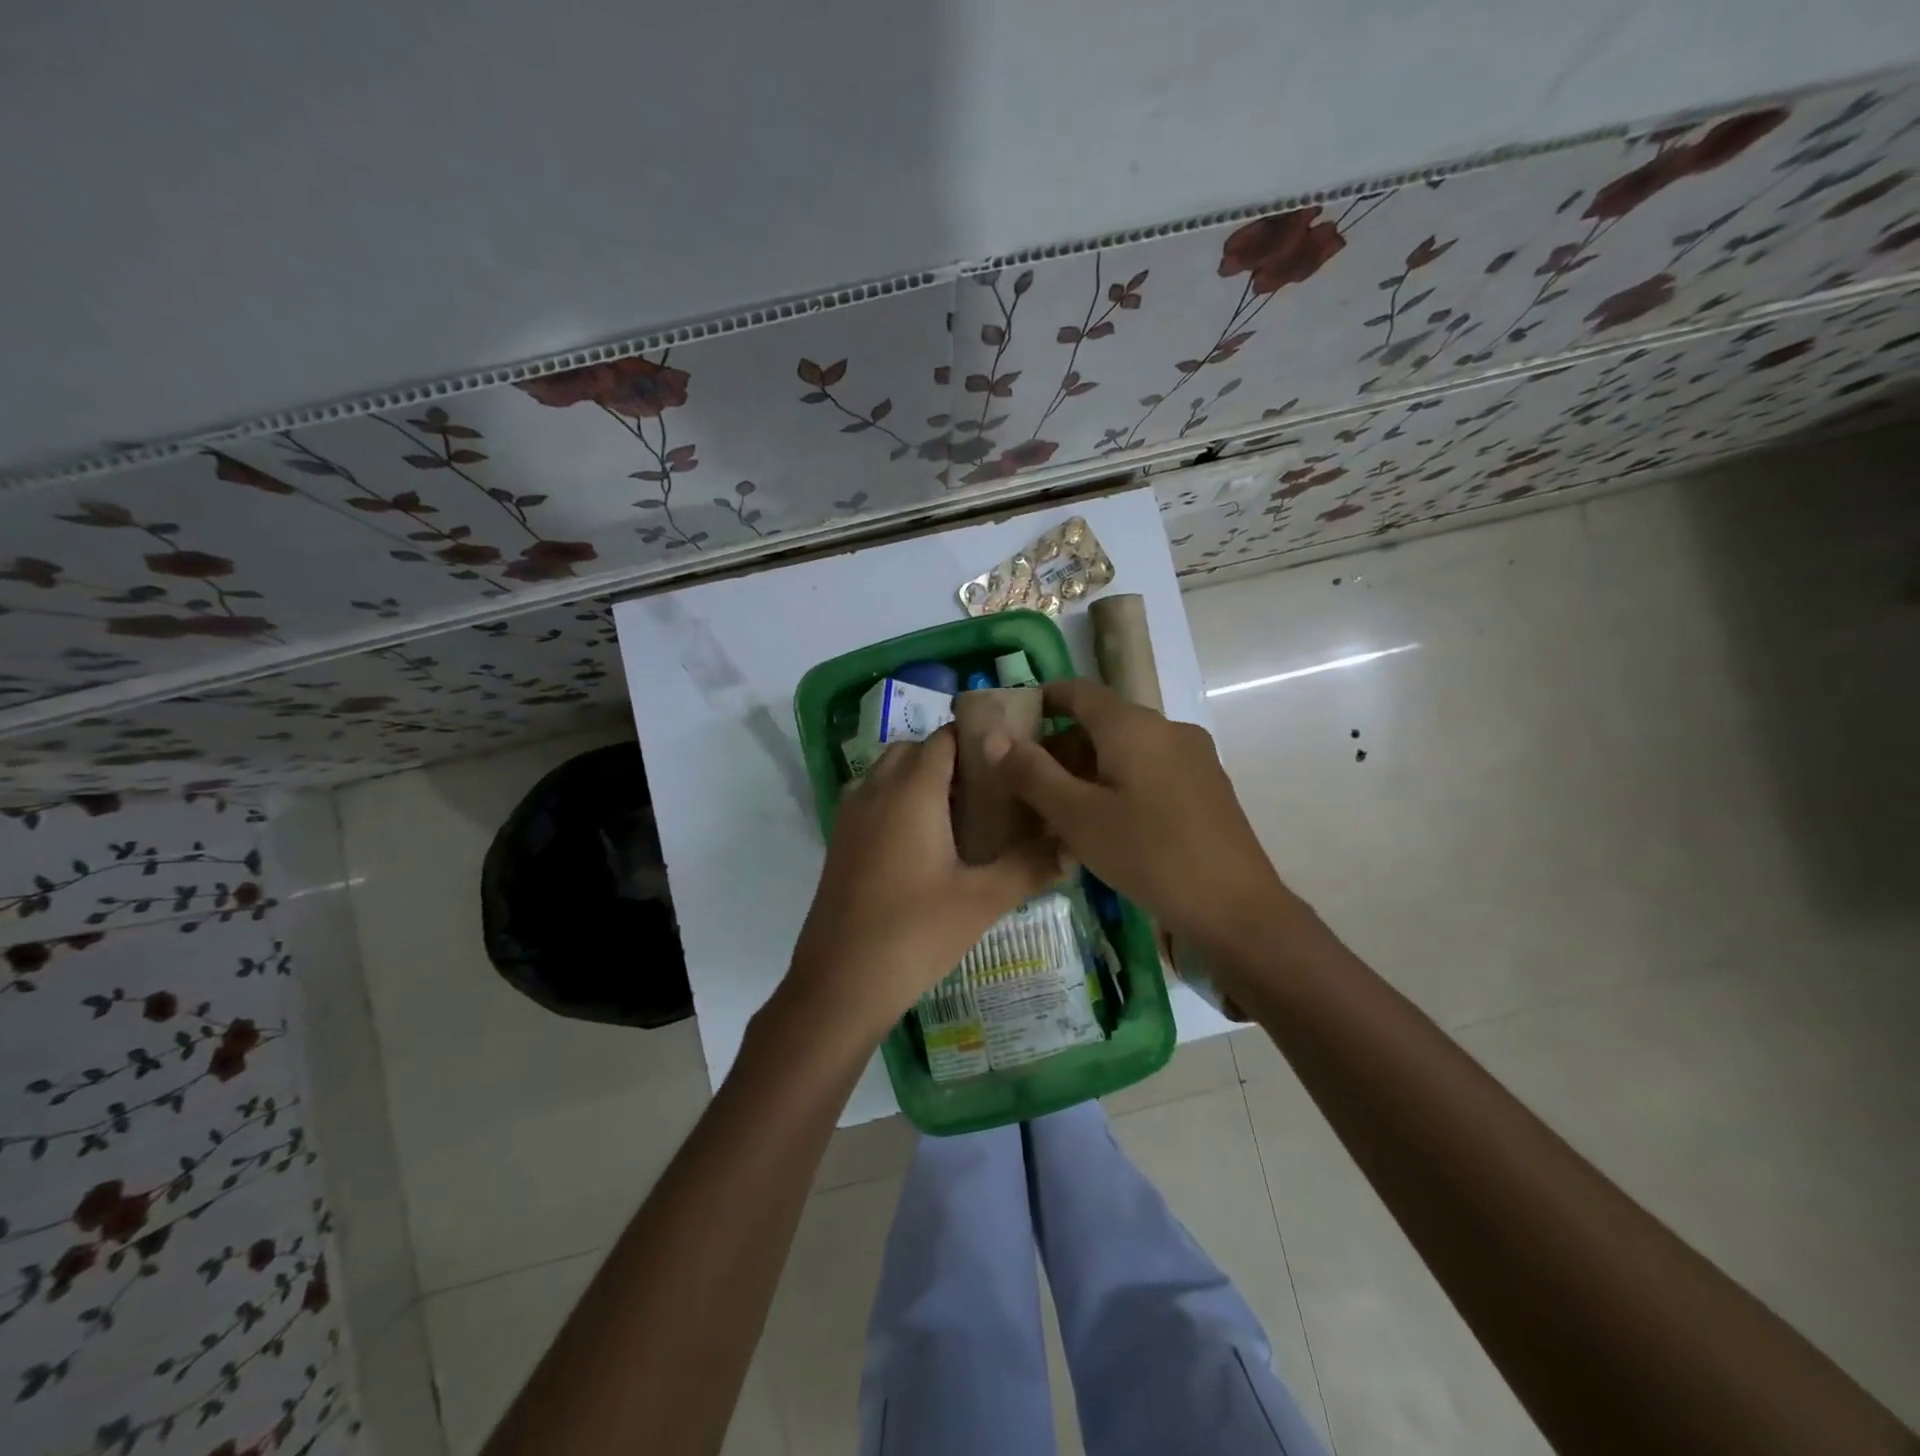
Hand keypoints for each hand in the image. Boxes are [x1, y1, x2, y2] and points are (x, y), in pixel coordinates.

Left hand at [786, 728, 1061, 1043]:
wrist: (840, 982)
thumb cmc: (915, 933)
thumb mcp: (982, 900)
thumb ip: (1030, 866)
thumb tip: (1072, 847)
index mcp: (912, 791)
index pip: (944, 739)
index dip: (977, 740)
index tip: (1009, 759)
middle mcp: (876, 790)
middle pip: (913, 750)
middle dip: (949, 759)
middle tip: (988, 791)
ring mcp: (851, 816)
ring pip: (887, 773)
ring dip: (919, 778)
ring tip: (959, 816)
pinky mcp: (839, 841)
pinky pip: (871, 799)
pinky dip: (896, 801)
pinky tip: (924, 845)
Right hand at [988, 678, 1288, 950]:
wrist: (1235, 906)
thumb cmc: (1148, 854)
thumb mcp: (1077, 816)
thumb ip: (1032, 773)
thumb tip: (994, 737)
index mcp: (1133, 725)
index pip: (1079, 691)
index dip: (1043, 700)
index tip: (1014, 723)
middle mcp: (1167, 728)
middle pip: (1103, 721)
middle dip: (1062, 745)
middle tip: (1028, 782)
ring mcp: (1194, 756)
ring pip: (1128, 748)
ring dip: (1090, 767)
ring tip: (1061, 808)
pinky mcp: (1207, 786)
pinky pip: (1152, 769)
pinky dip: (1120, 781)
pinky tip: (1108, 822)